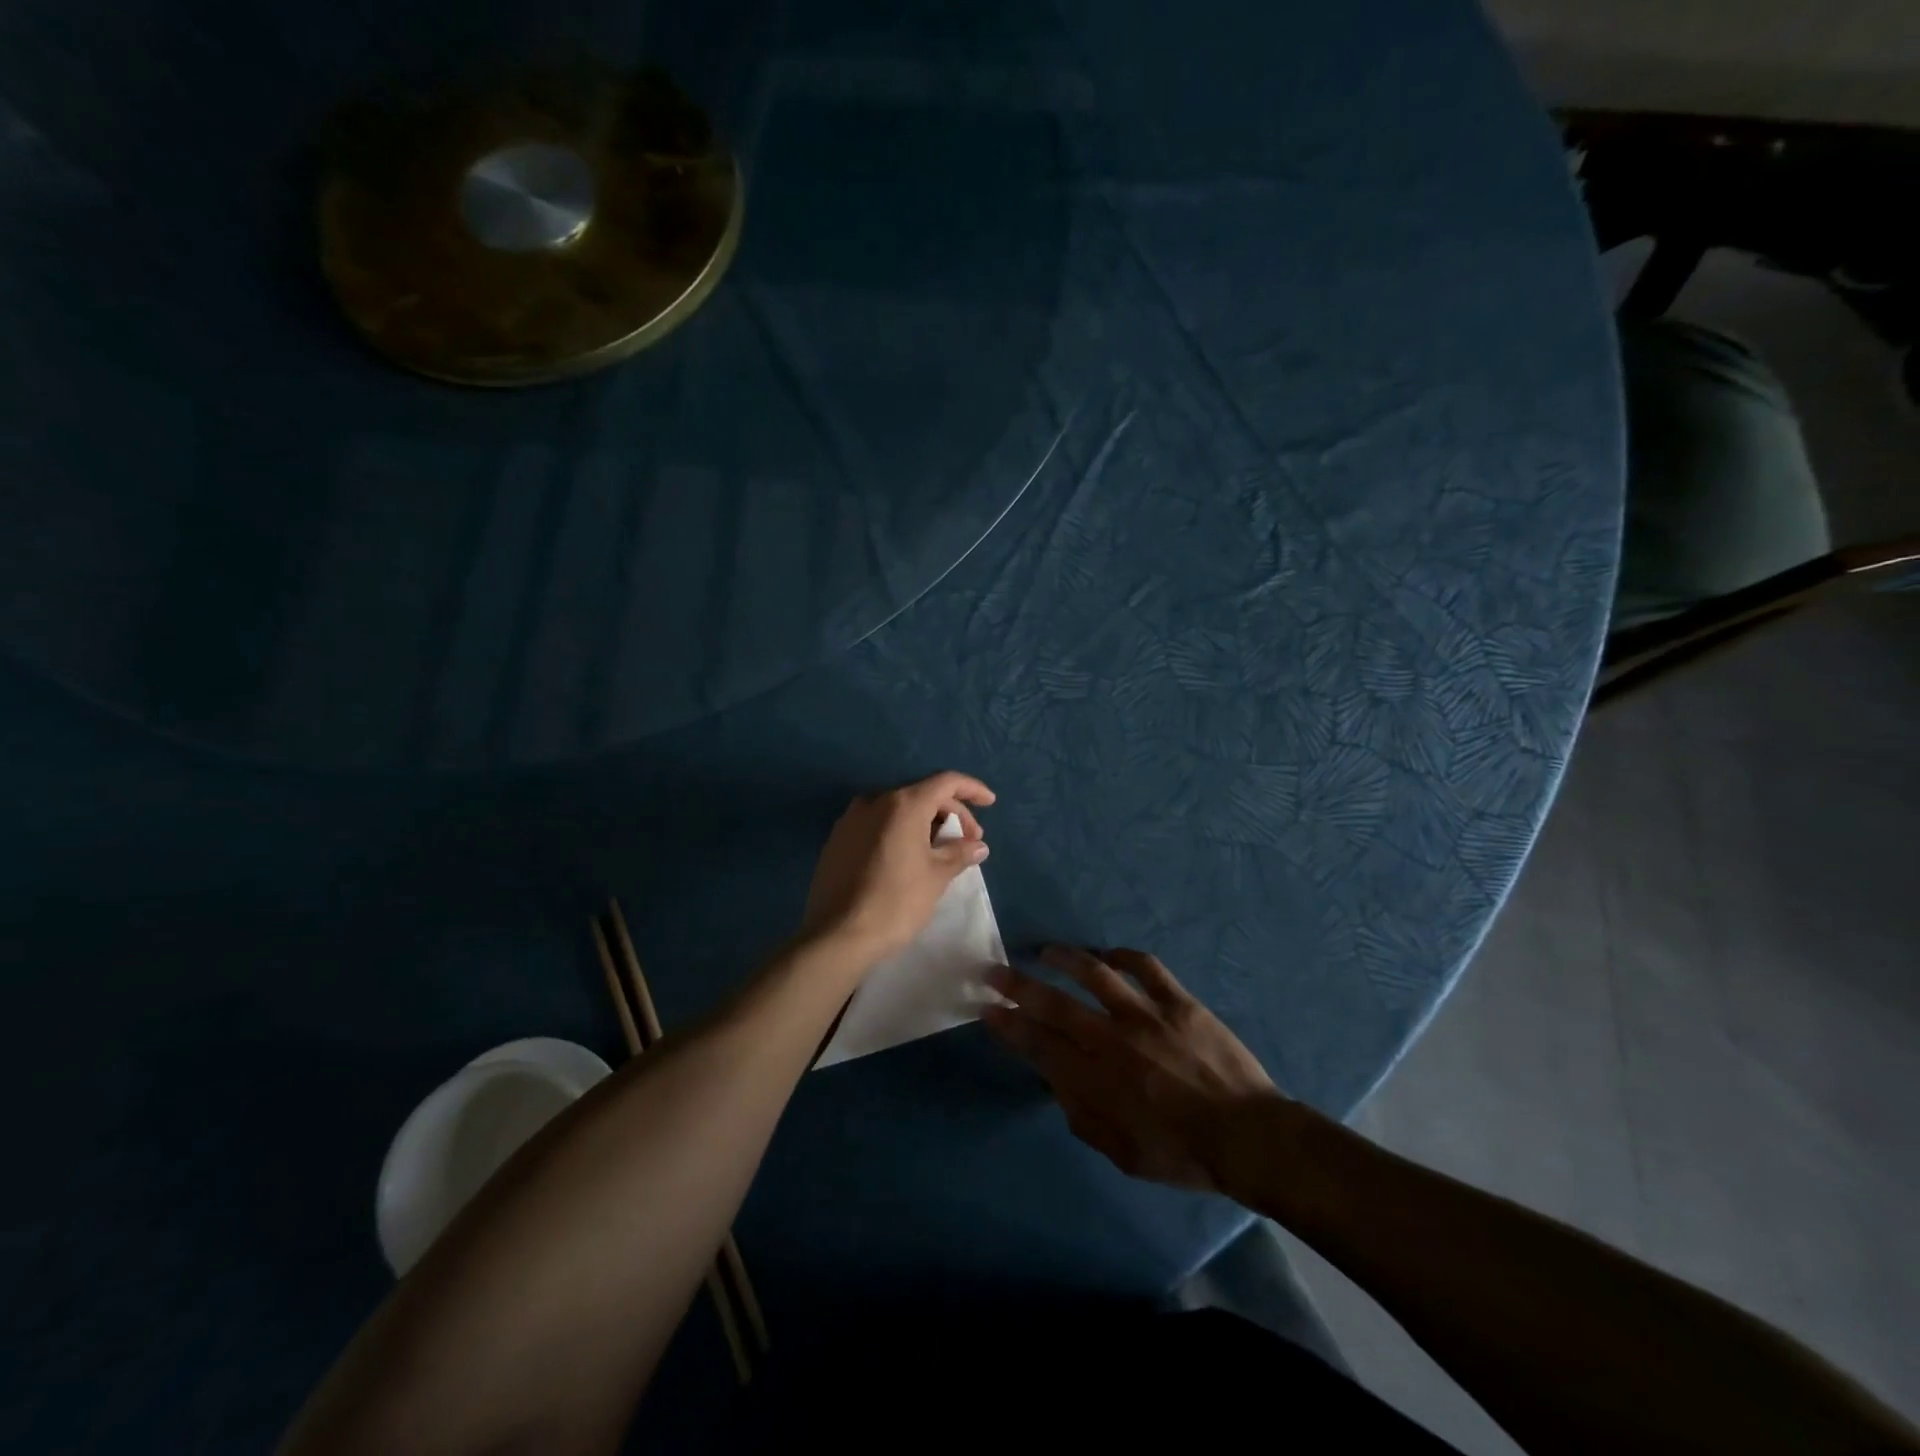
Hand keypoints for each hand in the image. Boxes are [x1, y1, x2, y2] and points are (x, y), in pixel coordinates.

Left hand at [801, 772, 995, 963]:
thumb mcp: (936, 877)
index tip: (990, 802)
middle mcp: (874, 801)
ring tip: (941, 849)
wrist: (837, 935)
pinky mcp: (837, 839)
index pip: (945, 782)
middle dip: (951, 812)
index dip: (971, 789)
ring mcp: (851, 819)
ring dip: (925, 822)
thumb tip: (977, 845)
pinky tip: (909, 856)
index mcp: (902, 804)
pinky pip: (877, 824)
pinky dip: (900, 831)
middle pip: (921, 794)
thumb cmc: (895, 902)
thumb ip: (959, 853)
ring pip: (898, 809)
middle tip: (968, 840)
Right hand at [983, 947, 1282, 1192]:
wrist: (1247, 1137)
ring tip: (1047, 951)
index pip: (1038, 1045)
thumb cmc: (1181, 1154)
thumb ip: (1082, 1117)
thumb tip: (1056, 1083)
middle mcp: (1112, 1040)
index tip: (987, 1009)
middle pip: (1054, 1004)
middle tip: (994, 970)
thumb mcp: (1122, 1154)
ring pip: (1095, 974)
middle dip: (1018, 986)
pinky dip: (1124, 956)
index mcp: (1096, 1081)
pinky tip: (1109, 955)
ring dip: (1065, 959)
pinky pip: (1146, 967)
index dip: (1009, 1026)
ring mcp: (1145, 1015)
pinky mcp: (1177, 1001)